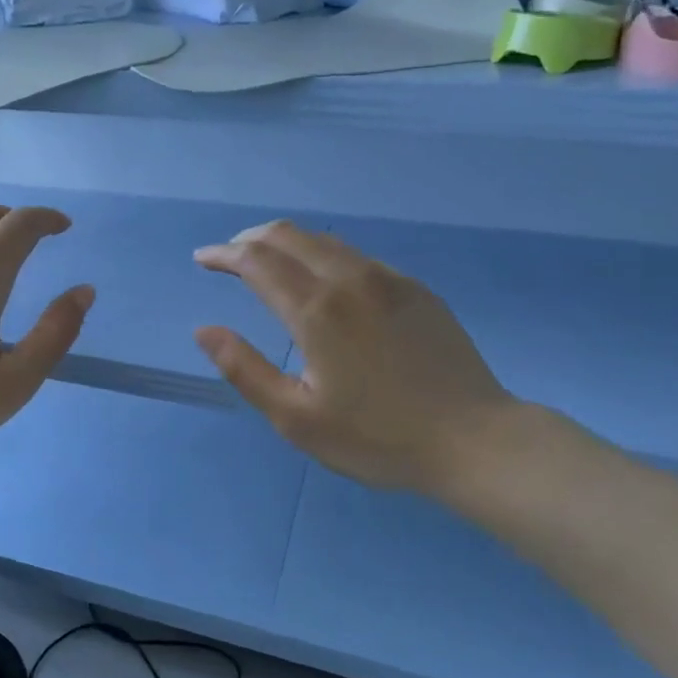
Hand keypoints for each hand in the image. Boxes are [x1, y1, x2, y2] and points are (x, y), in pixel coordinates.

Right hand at [193, 222, 518, 498]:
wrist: (475, 441)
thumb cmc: (378, 438)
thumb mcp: (297, 419)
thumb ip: (245, 369)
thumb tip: (204, 330)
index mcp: (316, 311)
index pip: (256, 261)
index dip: (222, 254)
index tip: (202, 259)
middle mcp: (349, 280)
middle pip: (288, 236)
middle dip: (249, 238)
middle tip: (228, 256)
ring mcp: (388, 279)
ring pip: (324, 240)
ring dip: (286, 242)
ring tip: (267, 260)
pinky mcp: (415, 288)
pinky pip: (356, 256)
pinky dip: (323, 255)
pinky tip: (323, 278)